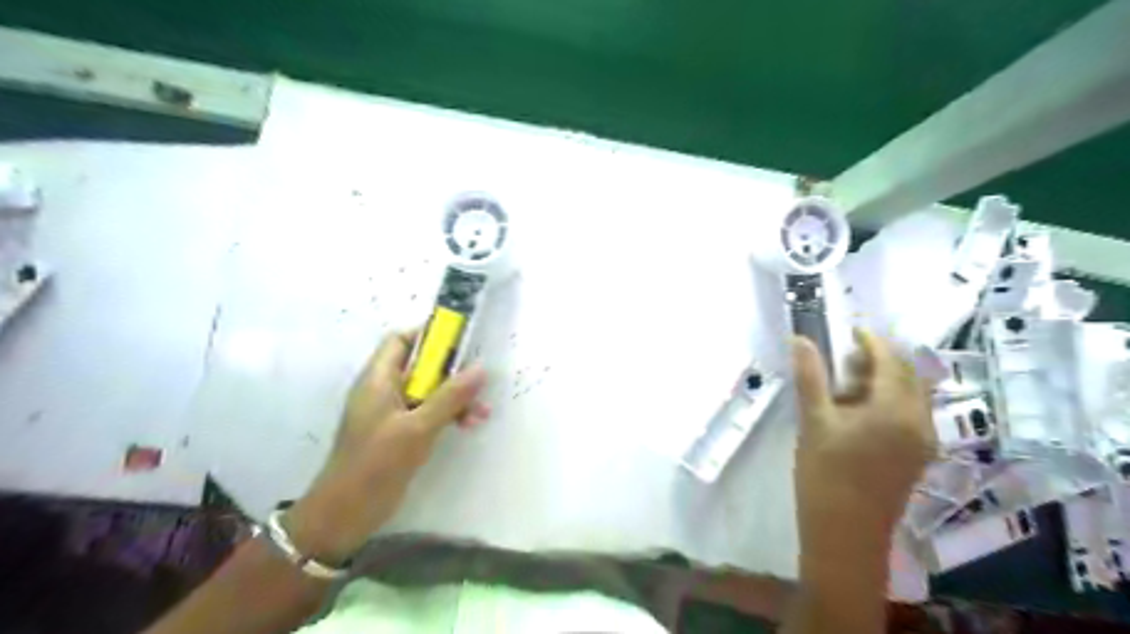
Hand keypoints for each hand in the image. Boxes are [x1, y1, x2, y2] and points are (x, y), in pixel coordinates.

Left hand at [280, 333, 488, 564]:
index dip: (429, 336)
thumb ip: (450, 397)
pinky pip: (429, 413)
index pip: (401, 341)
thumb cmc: (376, 464)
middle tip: (478, 382)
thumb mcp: (418, 428)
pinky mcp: (400, 434)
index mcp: (378, 379)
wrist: (345, 515)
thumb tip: (481, 368)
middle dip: (452, 373)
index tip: (460, 343)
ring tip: (481, 412)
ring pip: (429, 391)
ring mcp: (392, 414)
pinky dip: (449, 415)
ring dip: (456, 397)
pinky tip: (469, 425)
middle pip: (421, 366)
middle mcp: (384, 391)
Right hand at [789, 330, 935, 551]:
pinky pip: (910, 414)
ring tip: (847, 386)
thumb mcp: (814, 421)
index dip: (871, 341)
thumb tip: (800, 339)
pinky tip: (859, 413)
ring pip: (910, 395)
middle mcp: (920, 421)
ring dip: (884, 381)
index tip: (850, 330)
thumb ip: (810, 376)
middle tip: (843, 360)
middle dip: (878, 360)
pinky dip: (889, 401)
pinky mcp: (918, 456)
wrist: (845, 534)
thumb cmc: (826, 474)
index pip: (890, 361)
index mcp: (896, 409)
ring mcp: (923, 441)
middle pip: (907, 375)